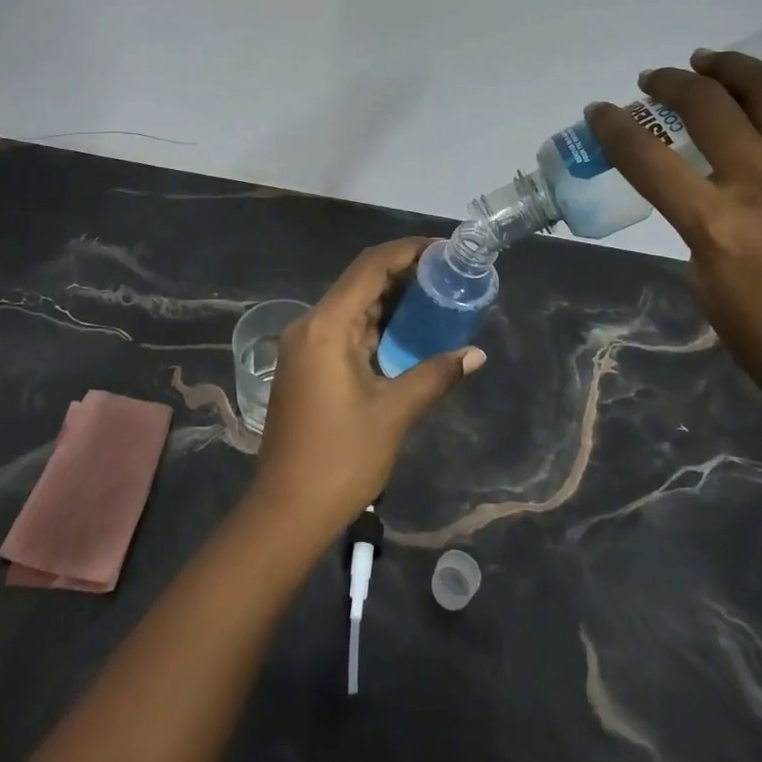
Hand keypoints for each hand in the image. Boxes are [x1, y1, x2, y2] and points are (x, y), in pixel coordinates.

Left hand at [250, 238, 485, 535]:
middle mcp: (311, 324)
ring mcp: (305, 344)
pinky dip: (377, 324)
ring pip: (354, 305)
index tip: (445, 249)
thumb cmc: (341, 459)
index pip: (370, 267)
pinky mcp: (307, 364)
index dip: (408, 251)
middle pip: (361, 281)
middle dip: (404, 273)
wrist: (285, 512)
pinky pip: (346, 329)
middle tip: (449, 275)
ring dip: (392, 299)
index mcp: (327, 325)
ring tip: (437, 297)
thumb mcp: (394, 413)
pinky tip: (408, 332)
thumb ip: (435, 375)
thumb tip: (476, 354)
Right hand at [586, 12, 761, 449]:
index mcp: (715, 224)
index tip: (599, 109)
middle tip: (657, 80)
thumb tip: (707, 200)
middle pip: (707, 108)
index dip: (613, 126)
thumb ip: (700, 233)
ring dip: (730, 66)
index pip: (647, 158)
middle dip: (671, 83)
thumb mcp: (708, 292)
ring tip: (707, 59)